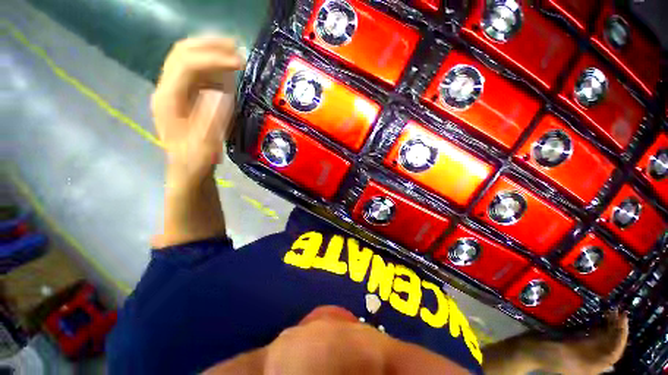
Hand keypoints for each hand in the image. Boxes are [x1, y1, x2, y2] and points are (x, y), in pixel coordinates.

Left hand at [152, 36, 244, 183]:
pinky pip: (194, 72)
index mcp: (168, 99)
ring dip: (209, 50)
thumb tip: (222, 92)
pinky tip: (225, 67)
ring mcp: (173, 90)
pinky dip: (210, 64)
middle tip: (235, 46)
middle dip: (209, 45)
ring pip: (186, 58)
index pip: (187, 65)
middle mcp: (166, 88)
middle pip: (181, 53)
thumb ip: (213, 117)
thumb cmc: (195, 160)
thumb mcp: (206, 143)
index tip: (240, 62)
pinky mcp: (182, 95)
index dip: (213, 59)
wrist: (187, 169)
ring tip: (232, 50)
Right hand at [531, 310, 628, 374]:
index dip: (621, 338)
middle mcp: (591, 360)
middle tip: (619, 310)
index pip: (614, 354)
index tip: (623, 319)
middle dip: (617, 329)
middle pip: (610, 345)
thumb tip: (606, 334)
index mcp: (591, 367)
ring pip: (603, 339)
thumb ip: (584, 347)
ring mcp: (584, 350)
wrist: (528, 350)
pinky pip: (593, 334)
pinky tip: (599, 316)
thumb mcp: (565, 352)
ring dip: (609, 325)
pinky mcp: (576, 341)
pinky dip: (598, 326)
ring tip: (611, 310)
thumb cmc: (546, 354)